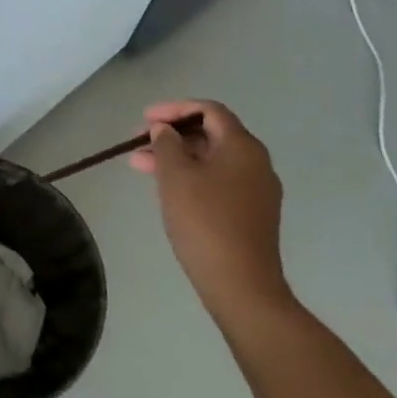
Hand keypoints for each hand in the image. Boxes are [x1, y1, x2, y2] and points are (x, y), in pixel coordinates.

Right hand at [129, 99, 294, 326]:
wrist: (243, 289)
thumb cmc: (206, 223)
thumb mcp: (176, 176)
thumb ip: (166, 144)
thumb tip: (165, 130)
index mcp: (243, 146)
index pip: (208, 110)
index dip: (174, 109)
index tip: (145, 119)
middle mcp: (256, 163)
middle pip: (210, 134)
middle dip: (172, 135)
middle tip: (139, 143)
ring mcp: (257, 191)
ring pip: (211, 161)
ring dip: (177, 158)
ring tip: (140, 166)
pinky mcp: (252, 215)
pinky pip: (219, 182)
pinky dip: (192, 178)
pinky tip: (167, 190)